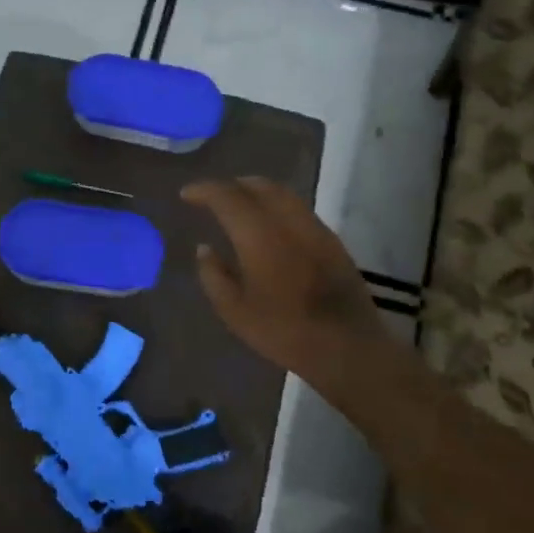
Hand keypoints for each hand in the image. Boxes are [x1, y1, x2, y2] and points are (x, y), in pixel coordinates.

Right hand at [181, 176, 382, 388]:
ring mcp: (315, 228)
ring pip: (282, 194)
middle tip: (212, 197)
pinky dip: (276, 205)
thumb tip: (204, 248)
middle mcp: (288, 222)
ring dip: (256, 191)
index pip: (227, 197)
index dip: (204, 191)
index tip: (186, 194)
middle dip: (231, 186)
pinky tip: (268, 224)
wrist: (347, 346)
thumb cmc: (284, 331)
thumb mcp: (235, 311)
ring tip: (238, 205)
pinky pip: (297, 209)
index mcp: (260, 236)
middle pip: (259, 186)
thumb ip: (214, 275)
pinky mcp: (332, 240)